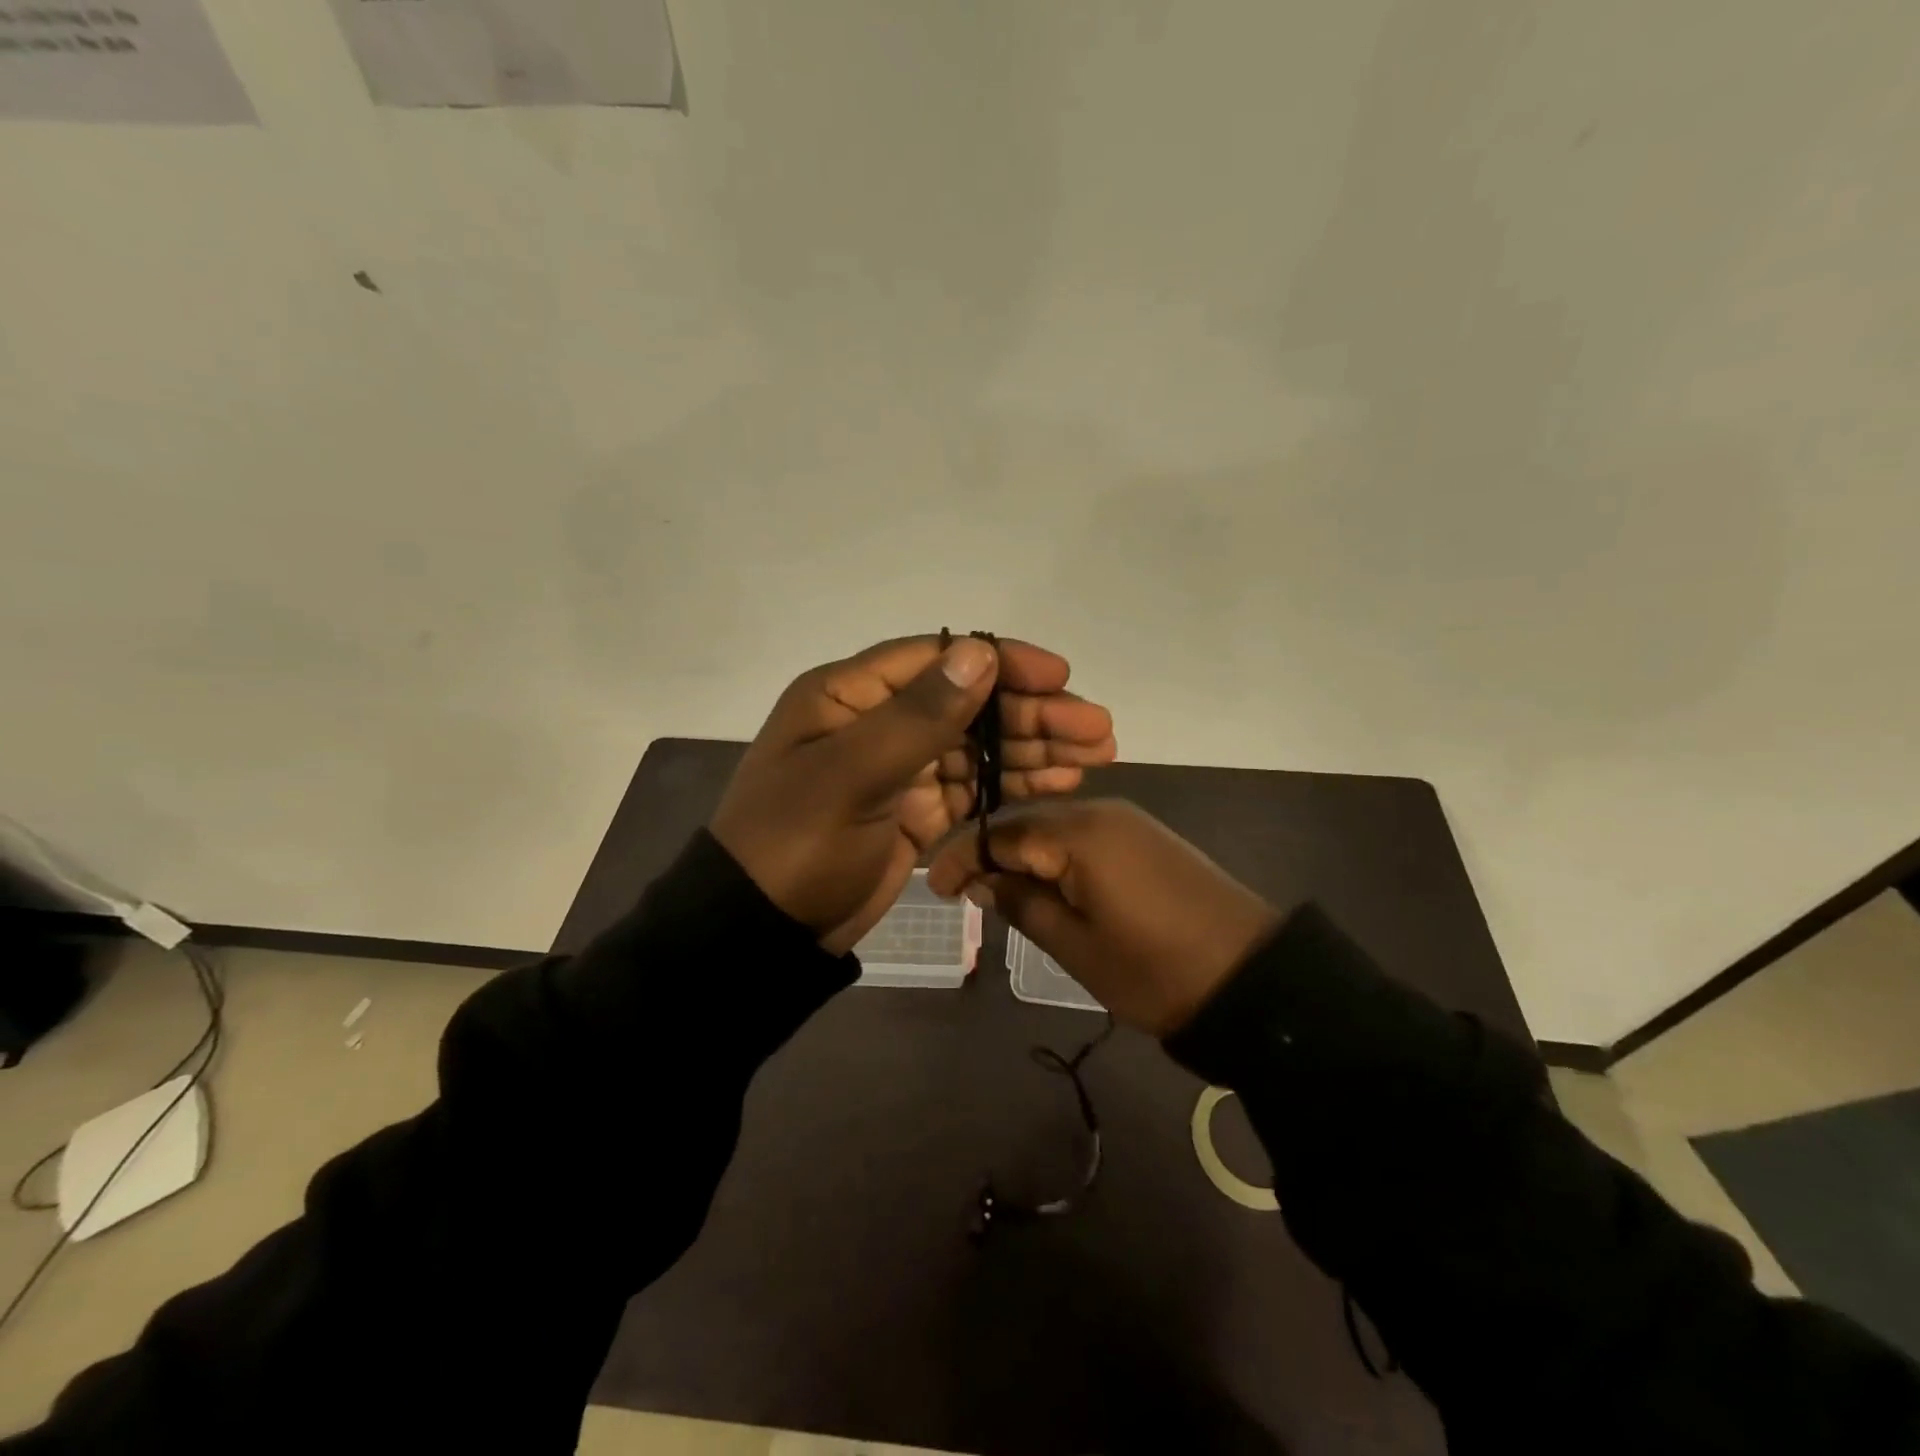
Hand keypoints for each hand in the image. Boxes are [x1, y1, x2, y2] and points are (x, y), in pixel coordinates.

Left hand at [710, 635, 1117, 954]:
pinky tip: (1059, 783)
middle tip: (1098, 728)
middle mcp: (876, 722)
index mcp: (849, 695)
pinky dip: (1013, 784)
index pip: (937, 659)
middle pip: (967, 704)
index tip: (1059, 677)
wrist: (761, 932)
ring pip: (977, 746)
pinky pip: (972, 788)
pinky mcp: (914, 812)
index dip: (1001, 663)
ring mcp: (898, 769)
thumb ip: (918, 716)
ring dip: (1034, 748)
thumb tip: (980, 652)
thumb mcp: (851, 775)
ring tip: (1097, 754)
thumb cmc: (796, 844)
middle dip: (1032, 713)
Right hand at [926, 800, 1281, 1035]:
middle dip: (992, 855)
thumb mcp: (1077, 947)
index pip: (1002, 834)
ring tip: (1002, 895)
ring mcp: (1130, 823)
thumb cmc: (1155, 969)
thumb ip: (1024, 905)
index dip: (963, 857)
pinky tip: (1049, 886)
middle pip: (1028, 824)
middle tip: (965, 893)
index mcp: (1080, 834)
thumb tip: (984, 882)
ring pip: (1057, 830)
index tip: (933, 886)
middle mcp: (1102, 812)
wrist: (1253, 978)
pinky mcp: (1148, 839)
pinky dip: (1058, 859)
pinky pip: (1087, 838)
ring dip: (1025, 857)